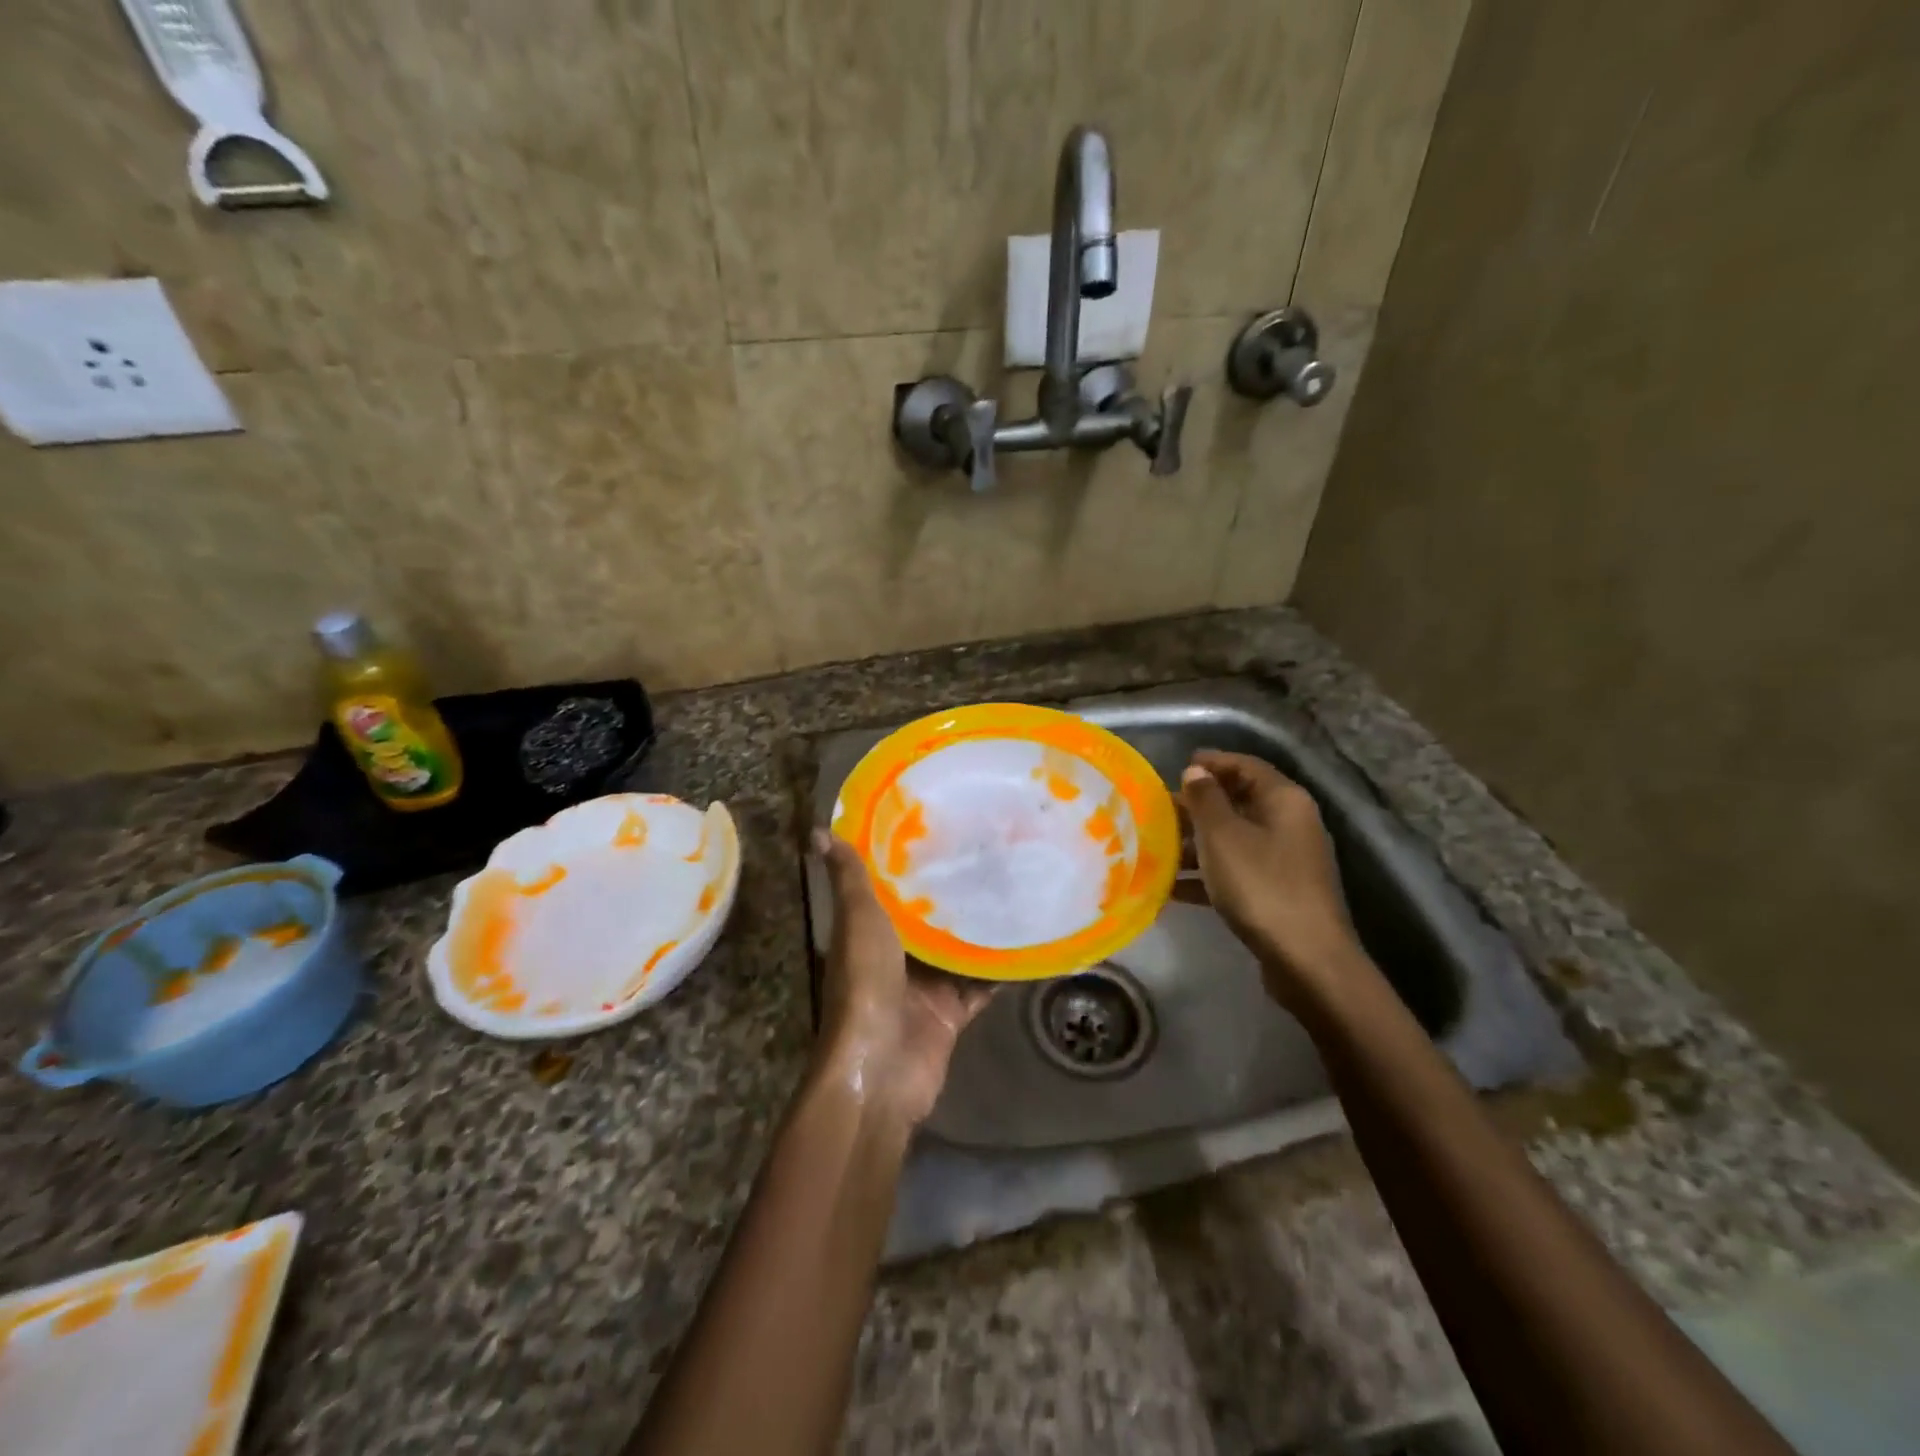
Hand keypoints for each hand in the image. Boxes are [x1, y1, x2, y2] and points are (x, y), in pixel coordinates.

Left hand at [811, 830, 994, 1127]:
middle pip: (928, 919)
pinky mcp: (952, 1013)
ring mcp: (925, 988)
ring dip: (980, 927)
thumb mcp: (857, 920)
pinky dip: (1000, 969)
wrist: (881, 1068)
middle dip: (953, 892)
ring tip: (1016, 884)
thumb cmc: (865, 984)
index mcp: (868, 933)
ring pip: (958, 950)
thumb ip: (849, 879)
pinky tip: (1027, 939)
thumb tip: (819, 832)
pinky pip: (981, 985)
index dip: (909, 862)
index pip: (891, 889)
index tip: (939, 826)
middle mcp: (895, 958)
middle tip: (991, 850)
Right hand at [1179, 750, 1363, 1009]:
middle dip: (1197, 806)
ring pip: (1234, 839)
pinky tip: (1172, 888)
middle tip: (1158, 811)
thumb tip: (1196, 771)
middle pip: (1239, 802)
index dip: (1212, 762)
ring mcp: (1286, 861)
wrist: (1307, 960)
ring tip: (1157, 849)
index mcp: (1284, 801)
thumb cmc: (1261, 885)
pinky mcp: (1278, 893)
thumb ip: (1205, 799)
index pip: (1246, 765)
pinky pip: (1236, 872)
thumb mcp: (1223, 836)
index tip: (1177, 766)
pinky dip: (1207, 875)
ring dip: (1196, 843)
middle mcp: (1290, 824)